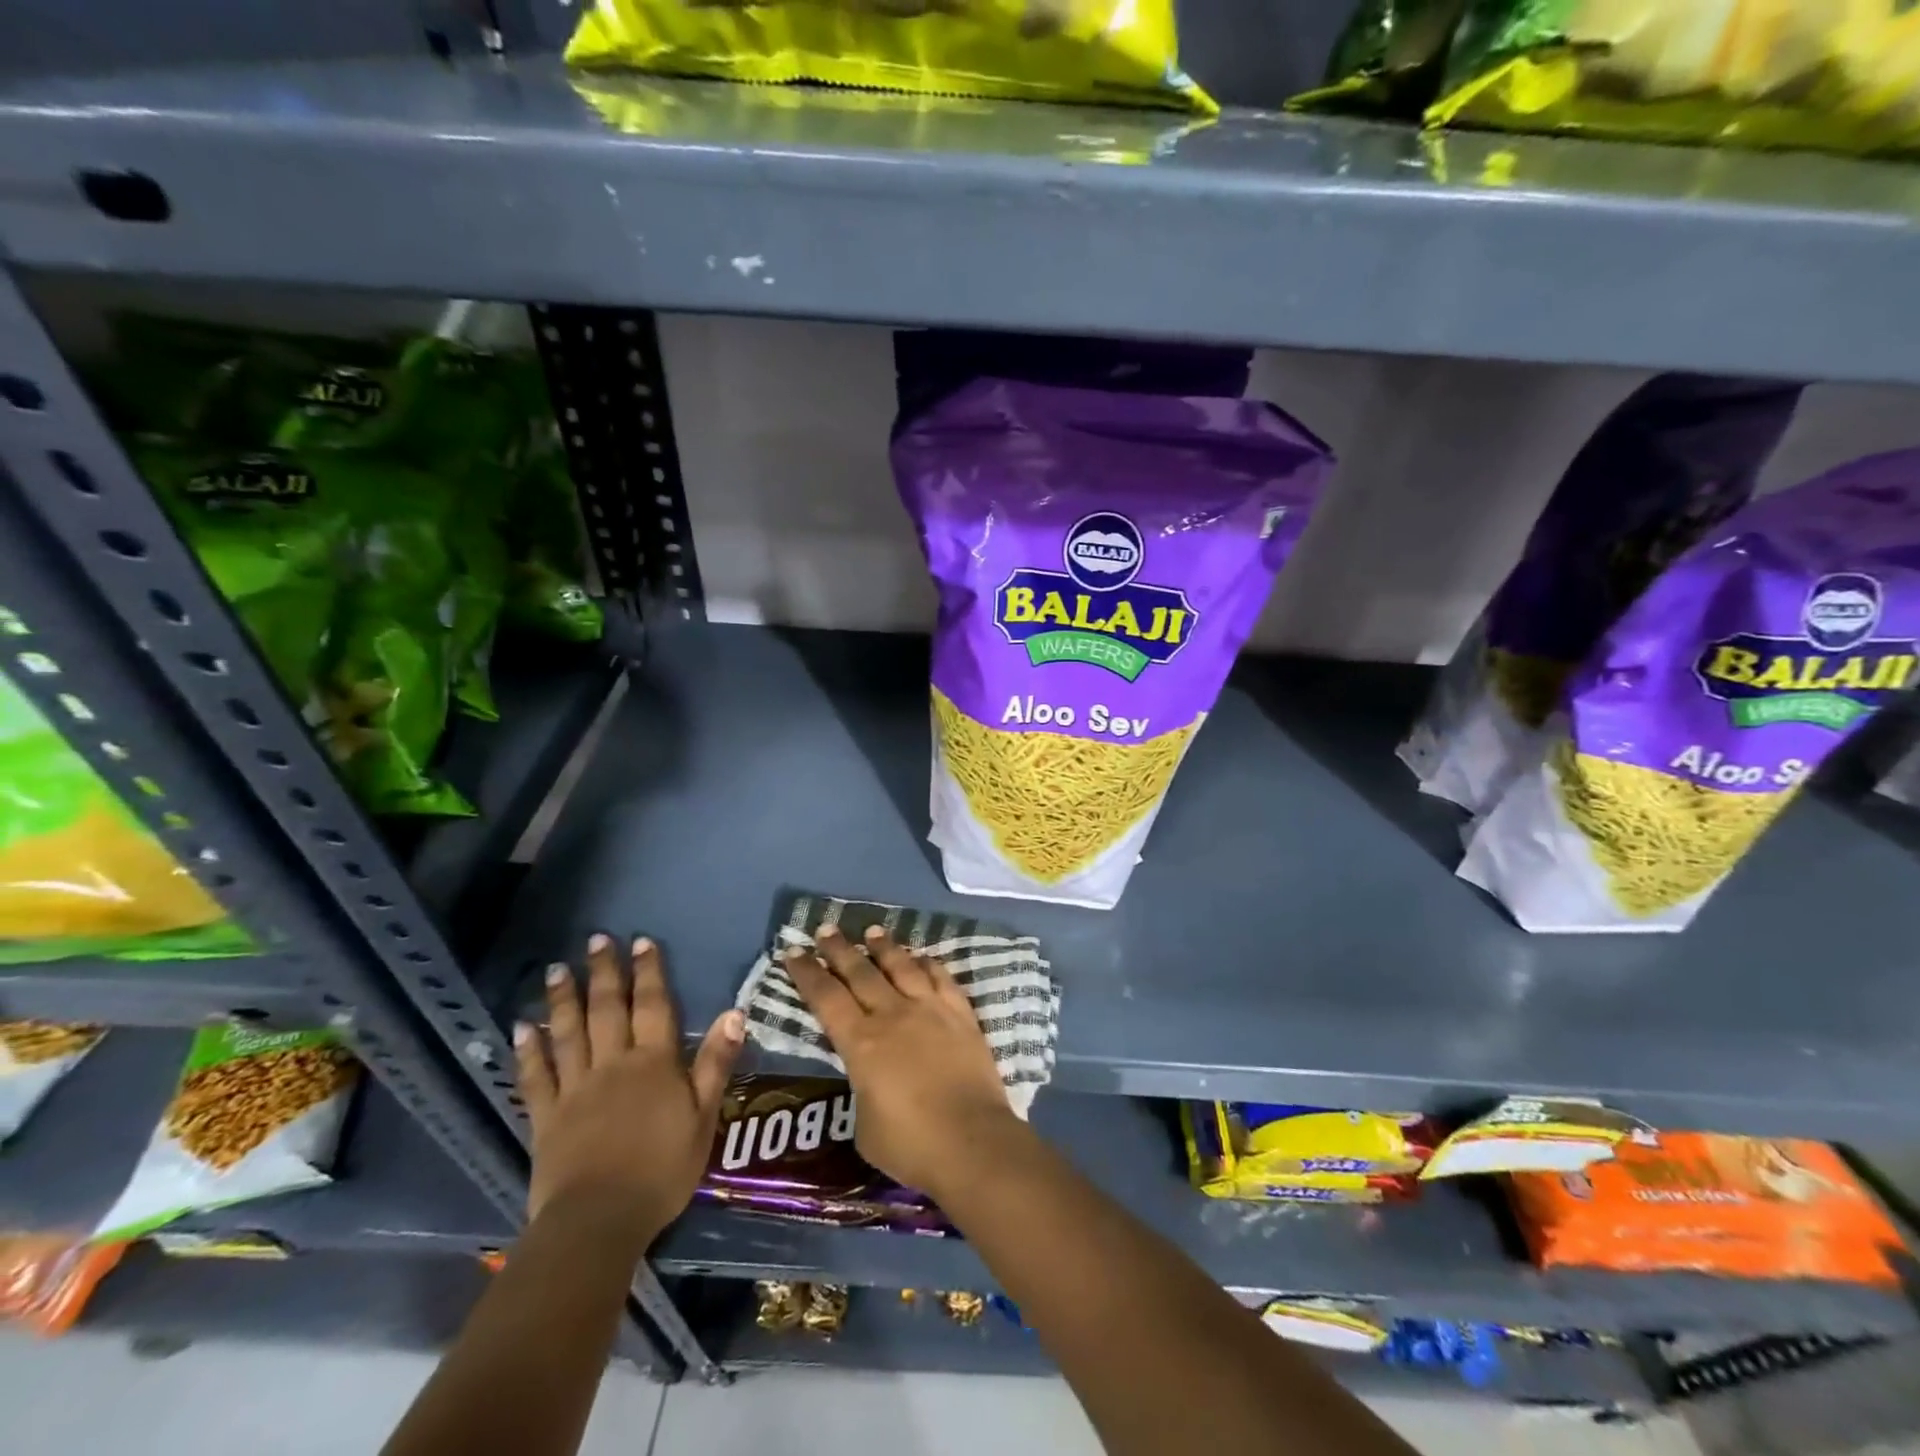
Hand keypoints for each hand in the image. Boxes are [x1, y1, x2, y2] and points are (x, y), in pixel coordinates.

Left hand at [514, 934, 743, 1242]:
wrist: (599, 1221)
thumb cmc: (662, 1170)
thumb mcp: (704, 1118)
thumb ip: (716, 1063)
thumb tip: (735, 1013)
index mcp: (653, 1063)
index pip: (653, 1006)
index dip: (648, 972)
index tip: (641, 942)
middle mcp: (612, 1064)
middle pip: (607, 1010)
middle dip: (604, 972)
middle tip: (596, 939)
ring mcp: (575, 1089)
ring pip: (568, 1033)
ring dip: (564, 998)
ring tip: (557, 968)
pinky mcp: (546, 1117)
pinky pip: (536, 1076)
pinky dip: (529, 1050)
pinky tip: (522, 1027)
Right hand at [784, 924, 1021, 1197]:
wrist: (972, 1142)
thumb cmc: (910, 1145)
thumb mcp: (864, 1123)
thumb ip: (863, 1086)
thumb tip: (869, 1075)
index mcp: (860, 1042)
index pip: (826, 997)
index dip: (807, 973)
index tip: (794, 951)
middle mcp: (892, 1015)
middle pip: (860, 972)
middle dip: (839, 949)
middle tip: (826, 928)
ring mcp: (930, 1009)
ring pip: (901, 966)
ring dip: (884, 946)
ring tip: (872, 931)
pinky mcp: (961, 1015)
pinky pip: (941, 978)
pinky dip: (928, 964)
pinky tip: (922, 957)